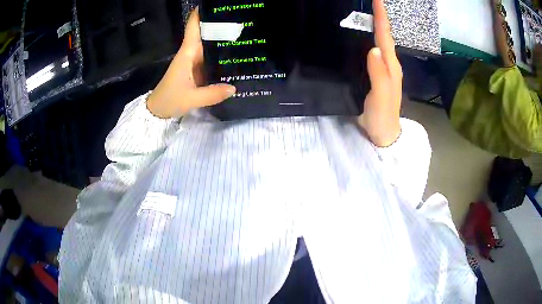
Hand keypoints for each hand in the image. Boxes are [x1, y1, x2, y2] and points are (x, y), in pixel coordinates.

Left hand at [147, 8, 235, 118]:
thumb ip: (212, 94)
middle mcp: (191, 54)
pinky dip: (221, 56)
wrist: (157, 110)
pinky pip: (210, 59)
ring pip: (209, 46)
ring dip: (222, 40)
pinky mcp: (196, 70)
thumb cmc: (169, 100)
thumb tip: (234, 88)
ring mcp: (194, 62)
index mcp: (187, 54)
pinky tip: (235, 56)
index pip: (193, 28)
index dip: (200, 15)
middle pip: (205, 34)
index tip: (214, 5)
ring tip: (243, 35)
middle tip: (241, 21)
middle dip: (220, 26)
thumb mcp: (191, 99)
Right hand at [358, 0, 402, 146]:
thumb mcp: (381, 96)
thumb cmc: (383, 116)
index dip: (381, 17)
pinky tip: (360, 37)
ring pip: (379, 41)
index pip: (385, 36)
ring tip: (365, 13)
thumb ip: (379, 74)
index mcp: (390, 65)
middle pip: (384, 35)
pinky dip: (368, 39)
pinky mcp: (373, 74)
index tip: (377, 0)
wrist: (382, 133)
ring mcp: (381, 69)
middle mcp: (387, 64)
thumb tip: (373, 48)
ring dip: (374, 25)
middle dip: (378, 16)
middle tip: (370, 2)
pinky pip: (372, 51)